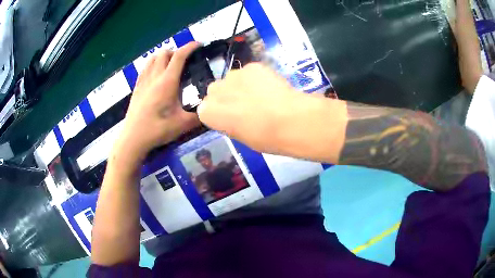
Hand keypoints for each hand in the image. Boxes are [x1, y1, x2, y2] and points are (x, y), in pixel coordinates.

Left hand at [115, 42, 200, 159]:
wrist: (133, 139)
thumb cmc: (157, 130)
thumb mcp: (182, 125)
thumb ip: (199, 116)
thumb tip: (210, 111)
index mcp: (167, 82)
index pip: (179, 56)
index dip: (190, 47)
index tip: (199, 45)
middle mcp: (154, 77)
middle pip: (164, 53)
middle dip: (177, 51)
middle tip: (185, 61)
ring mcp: (143, 81)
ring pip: (153, 58)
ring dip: (163, 56)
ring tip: (170, 66)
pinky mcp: (137, 87)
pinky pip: (145, 68)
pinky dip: (153, 64)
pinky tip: (156, 74)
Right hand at [198, 63, 315, 154]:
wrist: (291, 121)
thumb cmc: (265, 138)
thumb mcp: (240, 137)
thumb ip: (229, 123)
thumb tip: (233, 116)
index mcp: (208, 113)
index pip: (205, 109)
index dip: (219, 113)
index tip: (231, 119)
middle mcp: (216, 90)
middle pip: (215, 90)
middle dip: (226, 97)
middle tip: (244, 105)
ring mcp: (234, 75)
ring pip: (231, 79)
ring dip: (240, 86)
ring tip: (259, 95)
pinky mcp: (252, 66)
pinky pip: (249, 72)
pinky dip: (256, 78)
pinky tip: (270, 87)